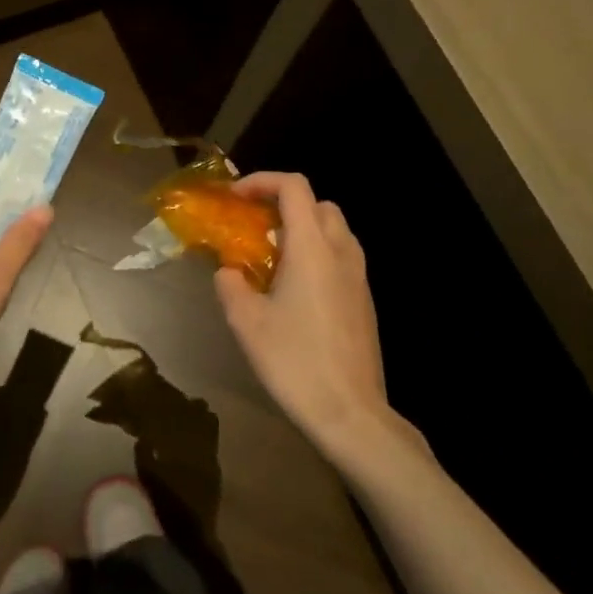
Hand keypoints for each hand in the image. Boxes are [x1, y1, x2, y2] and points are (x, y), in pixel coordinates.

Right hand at [214, 172, 391, 461]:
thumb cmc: (294, 361)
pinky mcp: (364, 300)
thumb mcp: (247, 323)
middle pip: (318, 204)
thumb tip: (228, 271)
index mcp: (312, 248)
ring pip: (334, 229)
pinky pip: (341, 257)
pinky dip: (317, 253)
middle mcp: (341, 252)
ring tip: (272, 258)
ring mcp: (359, 277)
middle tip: (255, 227)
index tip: (235, 198)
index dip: (262, 181)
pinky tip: (294, 290)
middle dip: (284, 204)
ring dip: (303, 229)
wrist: (350, 412)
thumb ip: (231, 285)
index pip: (294, 187)